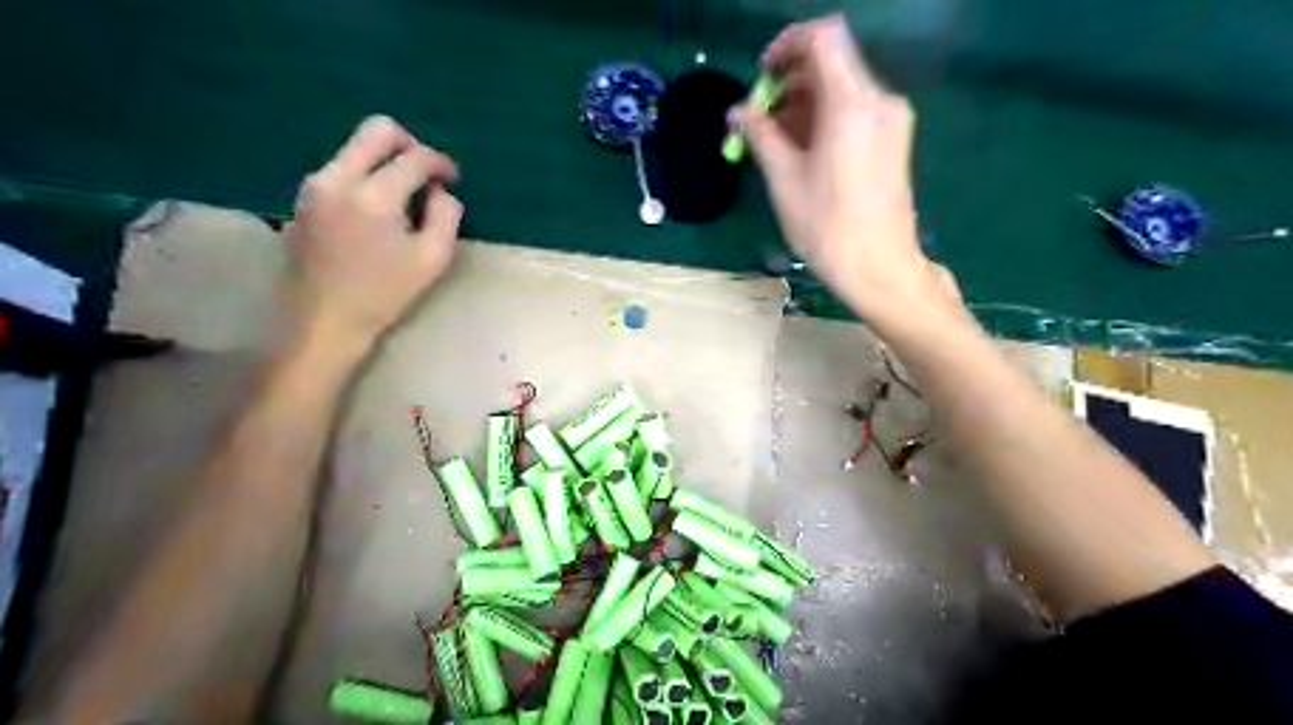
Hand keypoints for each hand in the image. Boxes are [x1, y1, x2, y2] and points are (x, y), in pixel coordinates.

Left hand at [283, 114, 461, 350]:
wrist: (323, 320)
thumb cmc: (384, 294)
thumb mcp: (432, 260)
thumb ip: (446, 216)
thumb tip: (442, 192)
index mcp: (374, 196)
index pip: (415, 158)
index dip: (440, 163)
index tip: (452, 180)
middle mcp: (338, 178)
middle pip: (377, 130)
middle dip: (410, 144)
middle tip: (427, 173)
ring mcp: (315, 185)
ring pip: (356, 148)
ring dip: (386, 162)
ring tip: (405, 198)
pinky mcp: (304, 197)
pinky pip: (342, 168)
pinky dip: (366, 176)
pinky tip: (378, 210)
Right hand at [737, 13, 946, 315]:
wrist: (880, 268)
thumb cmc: (827, 227)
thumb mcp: (783, 180)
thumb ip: (760, 135)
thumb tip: (738, 111)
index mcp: (852, 104)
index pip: (822, 37)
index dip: (786, 46)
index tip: (762, 78)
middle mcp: (878, 100)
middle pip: (831, 63)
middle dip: (789, 83)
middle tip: (760, 121)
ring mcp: (891, 120)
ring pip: (841, 88)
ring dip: (804, 104)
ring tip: (775, 143)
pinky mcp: (893, 140)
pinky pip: (854, 111)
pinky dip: (824, 120)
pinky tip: (803, 153)